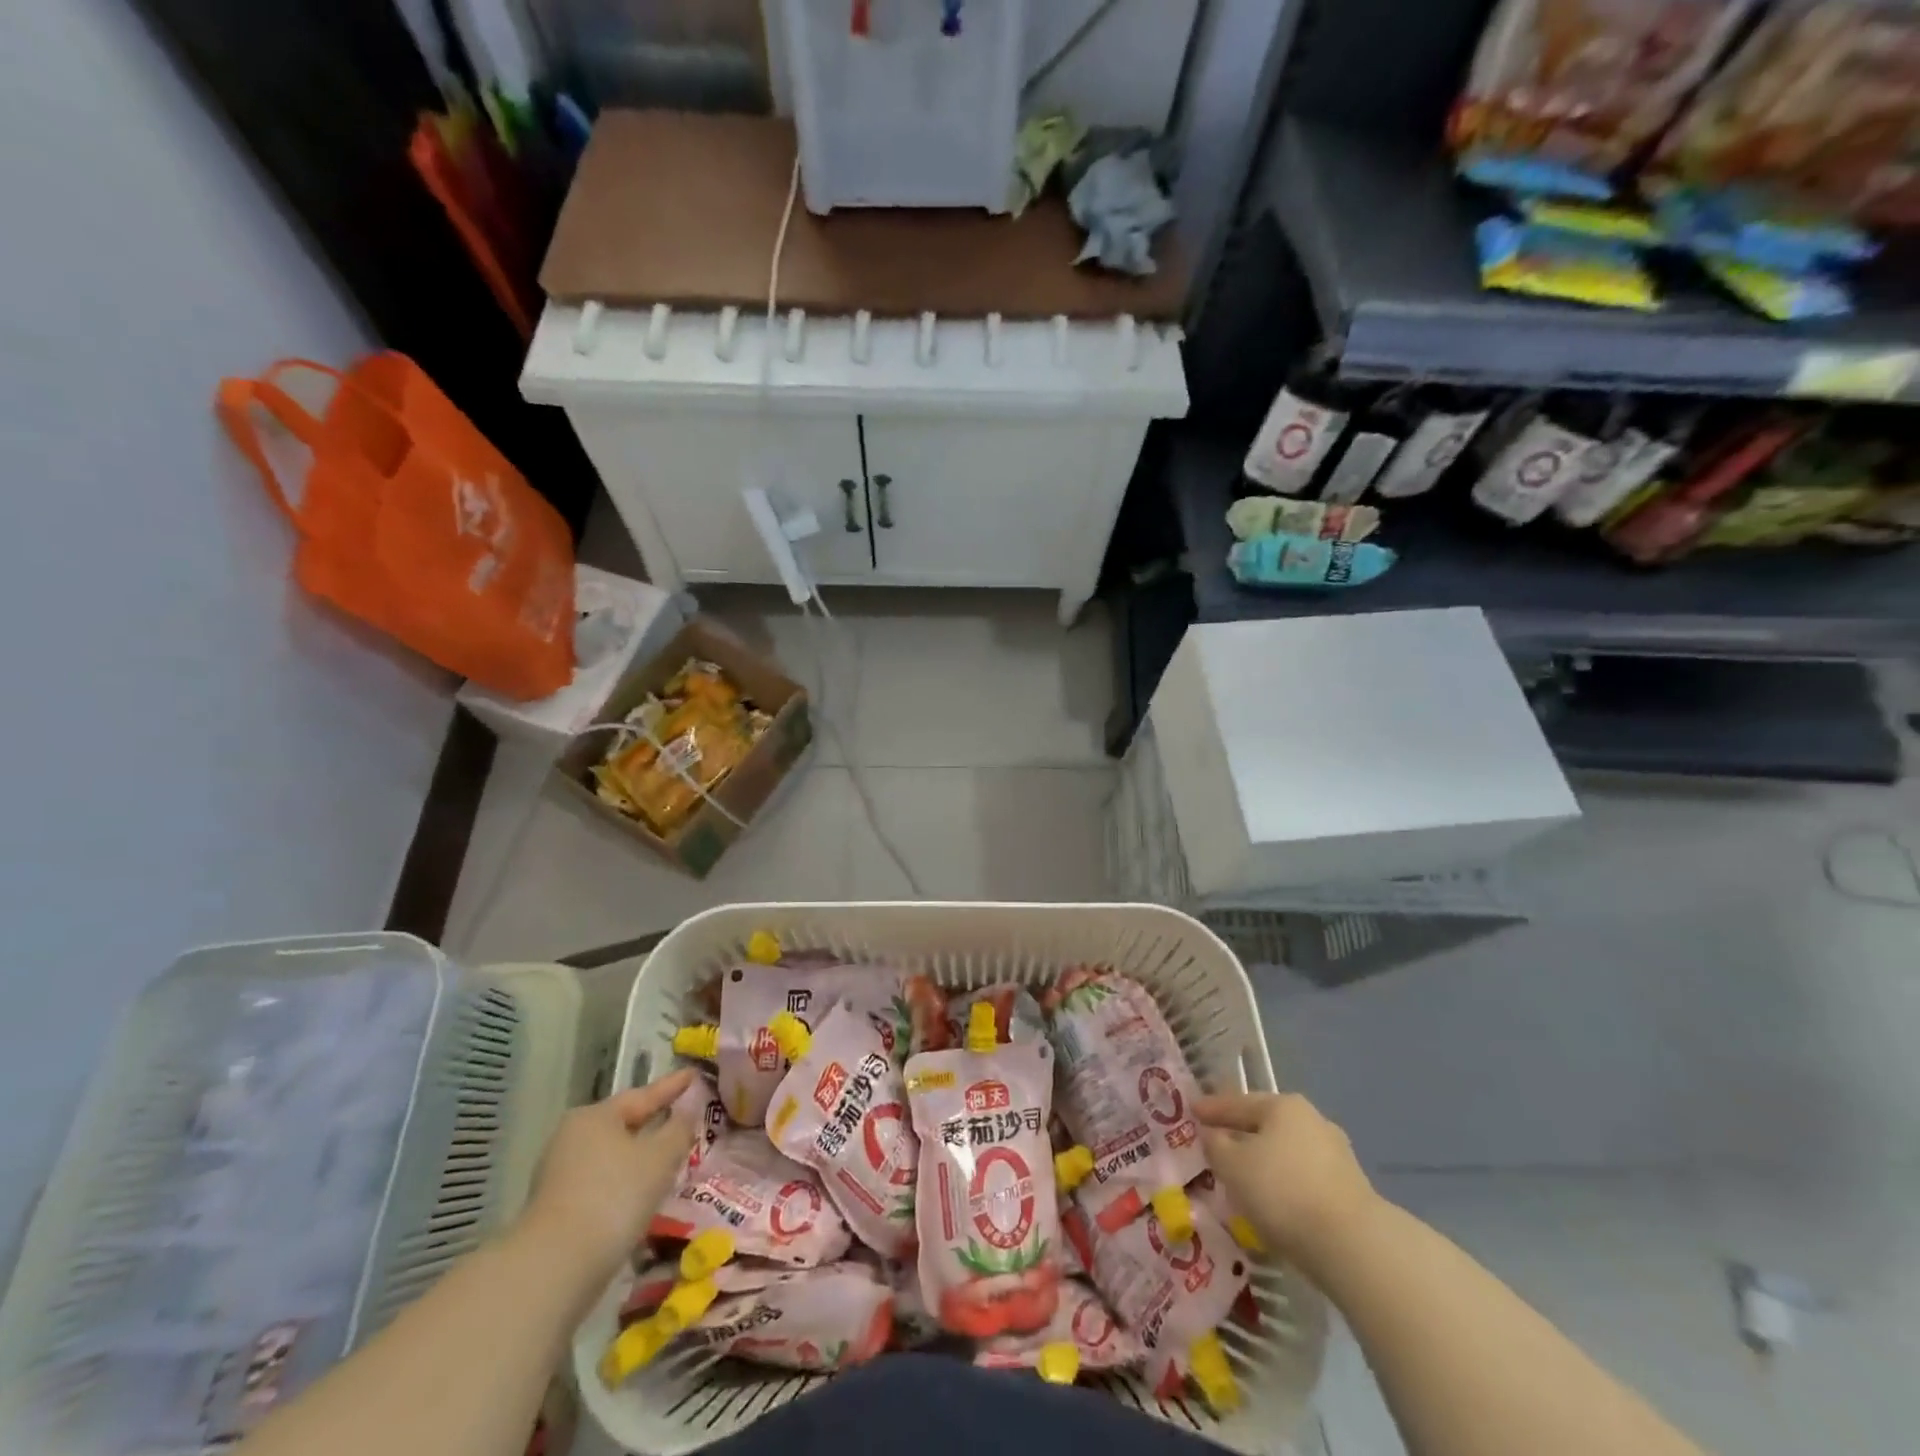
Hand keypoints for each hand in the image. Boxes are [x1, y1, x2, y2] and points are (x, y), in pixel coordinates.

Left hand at [520, 1070, 696, 1286]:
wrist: (554, 1268)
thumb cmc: (614, 1196)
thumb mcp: (660, 1157)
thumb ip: (679, 1129)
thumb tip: (687, 1112)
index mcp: (595, 1116)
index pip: (644, 1095)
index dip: (673, 1086)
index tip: (695, 1075)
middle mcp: (572, 1138)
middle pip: (624, 1124)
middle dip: (654, 1123)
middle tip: (685, 1117)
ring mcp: (560, 1175)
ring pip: (613, 1156)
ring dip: (640, 1157)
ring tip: (670, 1159)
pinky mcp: (557, 1209)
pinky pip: (602, 1184)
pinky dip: (625, 1183)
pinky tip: (643, 1194)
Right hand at [1196, 1092, 1377, 1277]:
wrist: (1354, 1247)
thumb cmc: (1283, 1191)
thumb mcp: (1232, 1165)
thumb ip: (1215, 1145)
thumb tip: (1213, 1136)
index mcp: (1283, 1106)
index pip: (1237, 1102)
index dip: (1211, 1108)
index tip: (1191, 1111)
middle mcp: (1312, 1122)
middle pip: (1264, 1126)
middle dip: (1240, 1135)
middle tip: (1215, 1146)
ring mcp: (1336, 1156)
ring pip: (1285, 1154)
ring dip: (1264, 1164)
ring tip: (1242, 1180)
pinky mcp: (1350, 1191)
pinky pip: (1303, 1180)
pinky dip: (1284, 1186)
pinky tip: (1273, 1203)